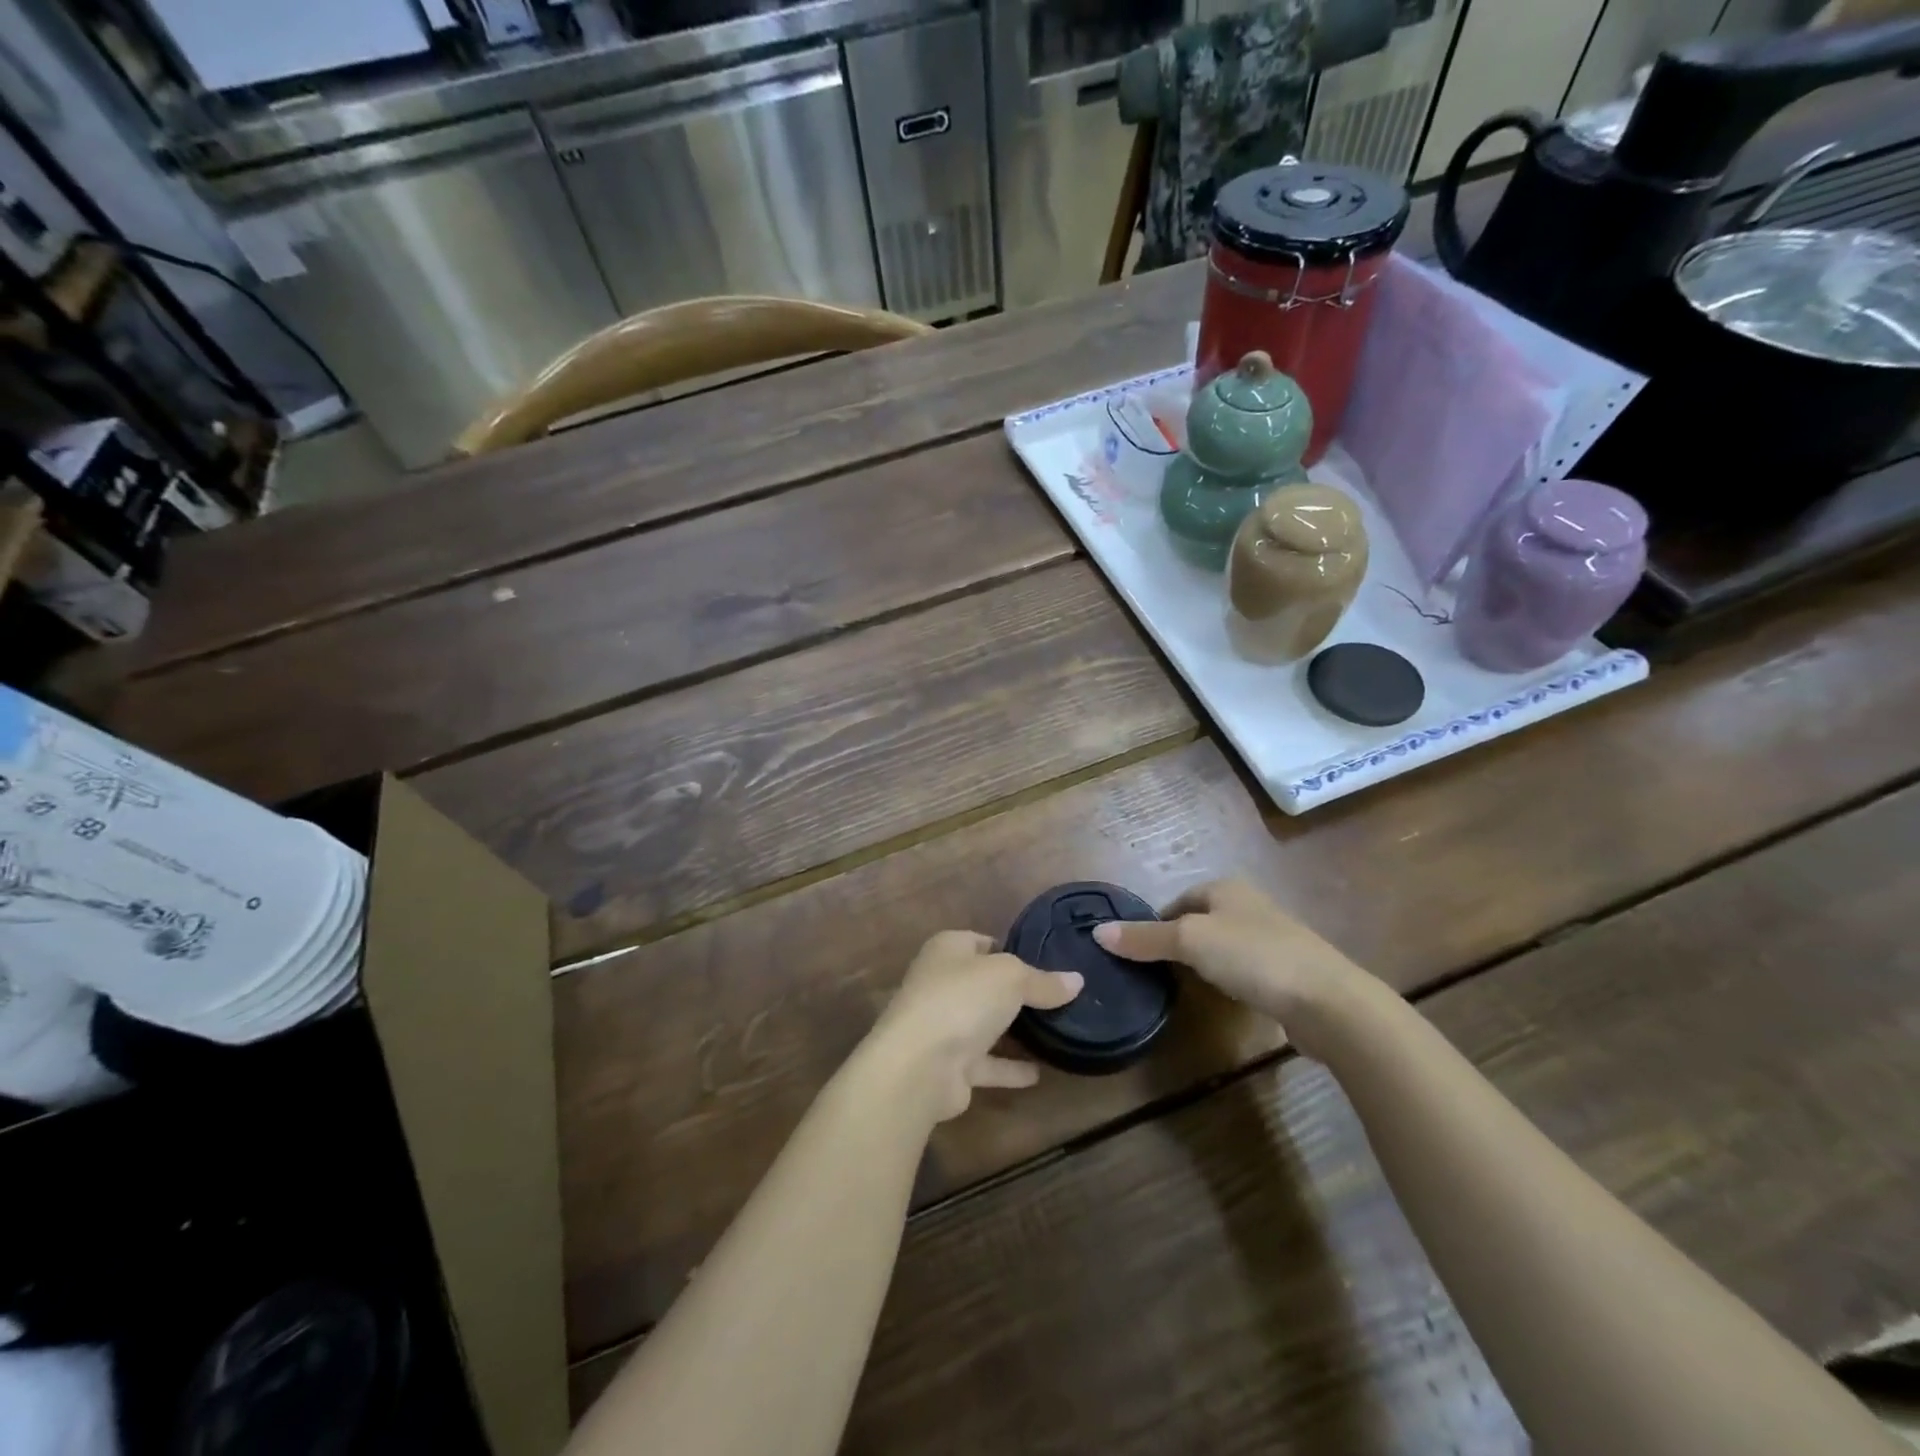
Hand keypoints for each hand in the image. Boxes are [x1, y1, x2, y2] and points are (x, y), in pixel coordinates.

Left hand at [866, 931, 1082, 1123]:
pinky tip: (1039, 1073)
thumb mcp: (1011, 977)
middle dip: (1014, 992)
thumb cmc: (962, 999)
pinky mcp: (948, 1066)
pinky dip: (1009, 1068)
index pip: (981, 942)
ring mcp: (942, 1026)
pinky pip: (986, 1063)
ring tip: (1054, 1032)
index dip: (1010, 949)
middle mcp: (940, 984)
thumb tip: (1077, 980)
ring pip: (983, 1024)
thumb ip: (1043, 981)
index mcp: (947, 950)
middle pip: (983, 984)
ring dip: (1011, 1031)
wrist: (920, 1065)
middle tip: (1057, 998)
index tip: (1046, 962)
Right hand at [1092, 879, 1378, 1058]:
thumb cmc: (1253, 956)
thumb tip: (1098, 932)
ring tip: (1183, 987)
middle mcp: (1248, 905)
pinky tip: (1223, 998)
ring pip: (1222, 946)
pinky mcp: (1286, 971)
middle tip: (1154, 972)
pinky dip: (1229, 980)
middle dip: (1178, 943)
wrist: (1328, 1001)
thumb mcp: (1190, 941)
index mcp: (1225, 888)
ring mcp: (1272, 938)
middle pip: (1199, 921)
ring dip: (1203, 963)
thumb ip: (1145, 938)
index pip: (1178, 900)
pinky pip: (1244, 969)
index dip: (1155, 923)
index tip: (1138, 951)